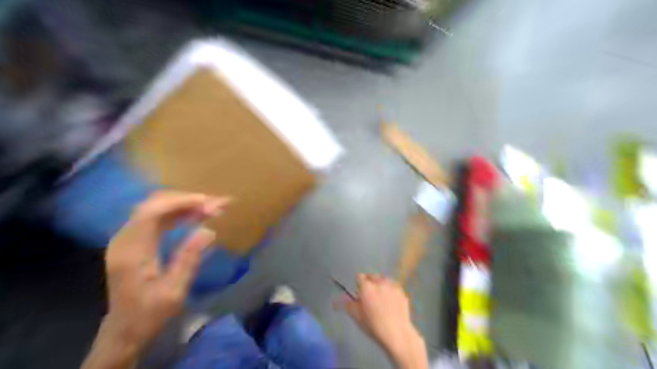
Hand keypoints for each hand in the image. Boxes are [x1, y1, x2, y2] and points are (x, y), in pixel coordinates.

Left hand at [84, 191, 228, 366]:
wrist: (125, 330)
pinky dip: (179, 214)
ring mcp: (129, 239)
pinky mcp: (136, 241)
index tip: (207, 202)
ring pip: (157, 209)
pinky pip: (157, 218)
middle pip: (153, 205)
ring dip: (185, 206)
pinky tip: (196, 216)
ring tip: (212, 209)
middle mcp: (125, 240)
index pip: (150, 213)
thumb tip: (208, 231)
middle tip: (216, 206)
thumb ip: (189, 259)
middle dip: (186, 201)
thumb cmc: (149, 314)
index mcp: (131, 252)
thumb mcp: (174, 291)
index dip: (179, 202)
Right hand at [345, 273, 431, 368]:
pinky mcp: (402, 292)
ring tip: (381, 297)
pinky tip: (391, 302)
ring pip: (384, 280)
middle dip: (370, 283)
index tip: (359, 293)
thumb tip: (341, 299)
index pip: (359, 277)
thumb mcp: (357, 316)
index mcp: (366, 287)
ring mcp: (392, 286)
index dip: (358, 284)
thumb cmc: (373, 325)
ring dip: (381, 285)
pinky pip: (393, 287)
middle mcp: (379, 282)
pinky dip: (391, 291)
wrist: (397, 333)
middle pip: (372, 276)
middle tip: (370, 295)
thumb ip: (348, 304)